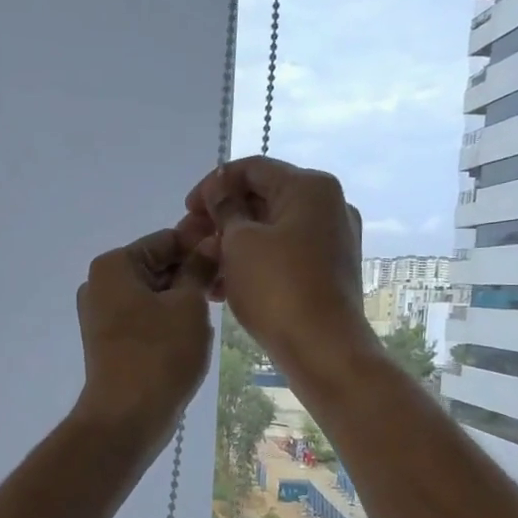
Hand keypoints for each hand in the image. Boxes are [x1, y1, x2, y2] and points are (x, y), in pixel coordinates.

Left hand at [71, 229, 216, 454]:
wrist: (126, 417)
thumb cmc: (159, 354)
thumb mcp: (188, 305)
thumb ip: (199, 268)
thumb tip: (210, 242)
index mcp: (114, 265)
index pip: (166, 239)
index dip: (202, 246)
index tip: (234, 258)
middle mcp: (101, 284)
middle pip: (157, 265)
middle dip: (193, 272)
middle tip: (230, 286)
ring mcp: (102, 314)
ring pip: (154, 292)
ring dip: (185, 297)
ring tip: (218, 309)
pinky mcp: (111, 340)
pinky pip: (145, 316)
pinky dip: (169, 317)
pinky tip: (196, 331)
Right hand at [177, 157, 373, 381]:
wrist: (323, 348)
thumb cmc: (277, 287)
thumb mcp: (239, 242)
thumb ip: (224, 209)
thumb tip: (220, 189)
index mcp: (310, 187)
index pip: (252, 168)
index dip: (213, 184)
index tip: (186, 210)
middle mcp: (328, 206)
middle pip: (262, 199)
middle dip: (220, 217)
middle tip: (186, 240)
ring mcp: (331, 240)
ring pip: (270, 230)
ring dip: (231, 243)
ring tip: (200, 267)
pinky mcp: (327, 271)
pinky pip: (283, 254)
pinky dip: (252, 262)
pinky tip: (222, 287)